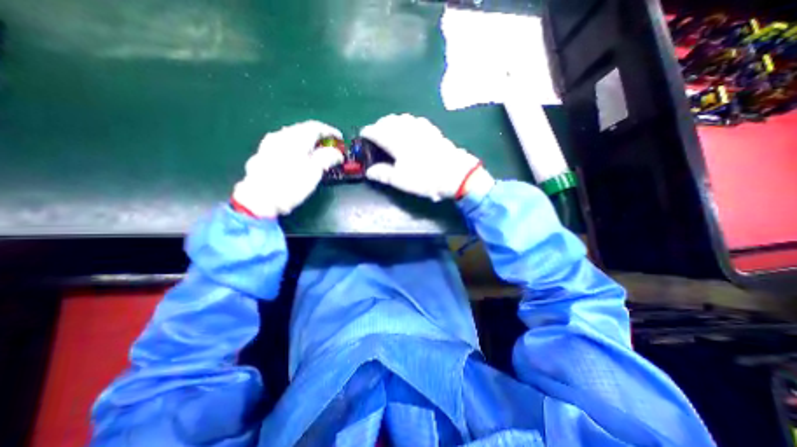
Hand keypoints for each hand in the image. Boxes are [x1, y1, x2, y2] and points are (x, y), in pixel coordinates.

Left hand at [231, 121, 341, 217]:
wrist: (261, 199)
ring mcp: (270, 143)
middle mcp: (281, 136)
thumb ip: (327, 158)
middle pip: (303, 129)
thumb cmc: (291, 184)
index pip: (316, 127)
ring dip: (306, 141)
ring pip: (292, 136)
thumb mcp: (315, 172)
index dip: (330, 131)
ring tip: (315, 152)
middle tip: (329, 146)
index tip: (340, 139)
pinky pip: (283, 144)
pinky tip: (297, 157)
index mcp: (296, 138)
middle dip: (318, 136)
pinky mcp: (263, 153)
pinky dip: (295, 147)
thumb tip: (337, 154)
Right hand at [361, 114, 493, 199]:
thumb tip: (368, 171)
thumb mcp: (400, 180)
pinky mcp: (432, 130)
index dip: (367, 133)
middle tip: (376, 135)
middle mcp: (407, 129)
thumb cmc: (424, 178)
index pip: (376, 131)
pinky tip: (409, 129)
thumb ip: (383, 173)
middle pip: (388, 121)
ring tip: (390, 131)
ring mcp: (421, 128)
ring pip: (402, 118)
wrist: (455, 174)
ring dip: (392, 122)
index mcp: (396, 140)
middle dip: (379, 126)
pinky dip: (407, 122)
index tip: (362, 136)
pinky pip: (415, 120)